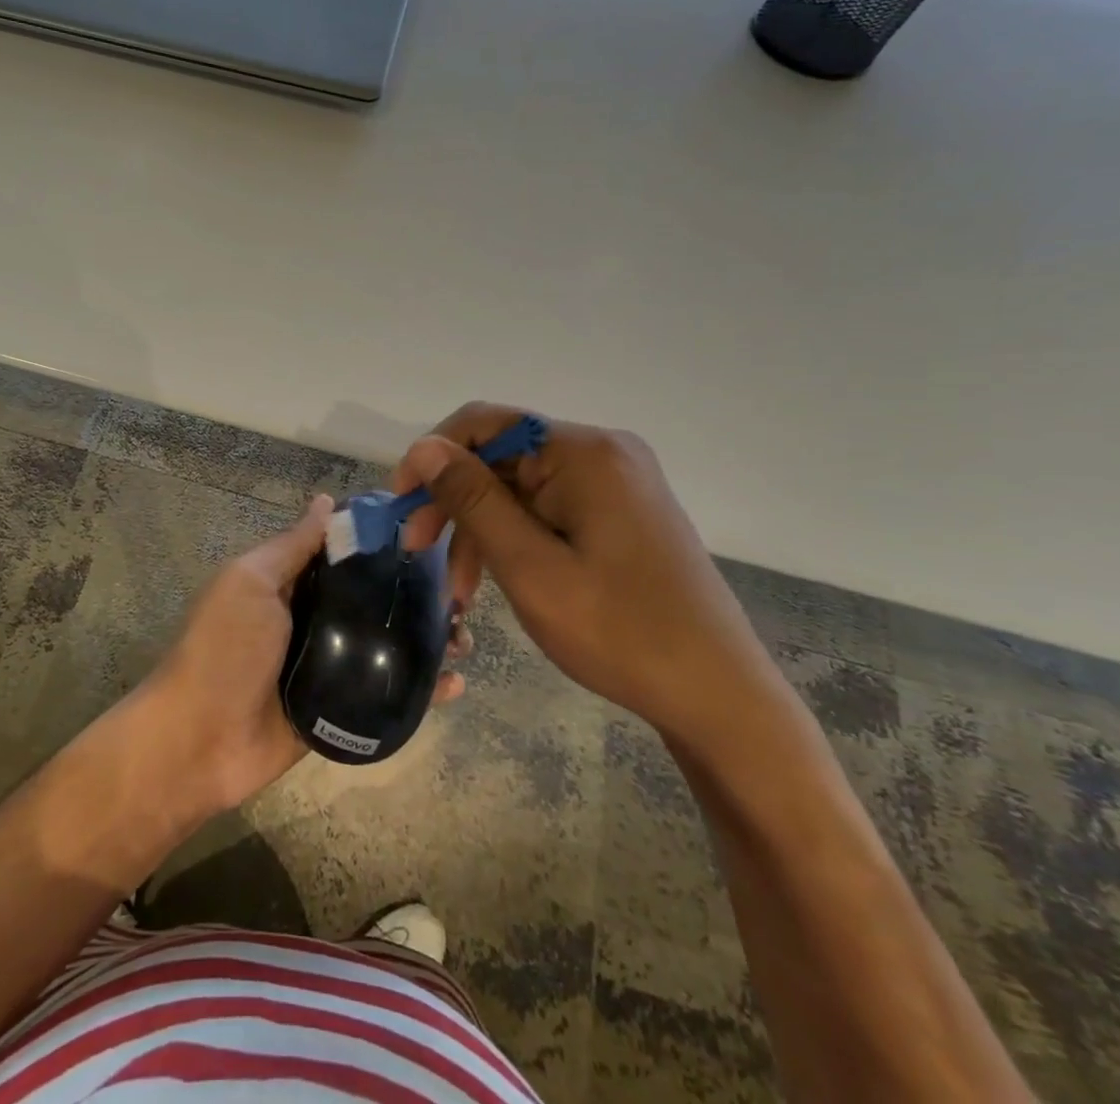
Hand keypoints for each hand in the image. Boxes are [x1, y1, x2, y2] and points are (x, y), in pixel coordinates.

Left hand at [146, 494, 471, 810]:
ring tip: (464, 640)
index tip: (433, 537)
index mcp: (290, 584)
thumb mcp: (252, 582)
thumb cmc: (225, 648)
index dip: (385, 546)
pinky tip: (455, 686)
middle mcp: (313, 620)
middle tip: (460, 597)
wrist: (199, 742)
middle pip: (373, 601)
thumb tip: (327, 500)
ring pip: (387, 647)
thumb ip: (292, 546)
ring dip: (427, 642)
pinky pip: (385, 694)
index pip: (346, 555)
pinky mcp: (340, 710)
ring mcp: (329, 667)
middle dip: (416, 597)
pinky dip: (421, 691)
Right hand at [392, 404, 781, 759]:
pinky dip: (515, 539)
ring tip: (457, 589)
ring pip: (520, 488)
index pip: (486, 423)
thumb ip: (473, 500)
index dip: (433, 455)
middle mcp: (601, 453)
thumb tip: (423, 446)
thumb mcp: (530, 566)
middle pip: (502, 458)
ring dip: (481, 529)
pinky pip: (548, 509)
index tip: (401, 504)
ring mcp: (615, 483)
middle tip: (418, 550)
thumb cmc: (619, 631)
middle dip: (454, 501)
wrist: (718, 696)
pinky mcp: (620, 513)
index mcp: (583, 452)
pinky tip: (494, 581)